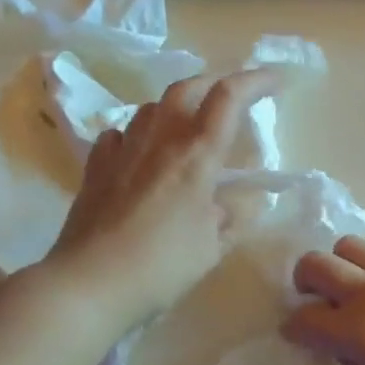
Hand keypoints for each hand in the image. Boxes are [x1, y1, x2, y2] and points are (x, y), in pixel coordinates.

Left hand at [47, 68, 277, 332]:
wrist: (88, 285)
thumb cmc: (161, 267)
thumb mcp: (211, 248)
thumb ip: (230, 220)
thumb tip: (233, 204)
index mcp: (195, 157)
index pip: (228, 99)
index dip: (255, 80)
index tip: (276, 80)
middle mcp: (158, 142)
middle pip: (185, 89)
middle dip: (214, 82)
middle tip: (232, 95)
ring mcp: (121, 153)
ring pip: (151, 108)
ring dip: (176, 106)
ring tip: (189, 124)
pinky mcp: (95, 171)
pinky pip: (118, 135)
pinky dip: (137, 134)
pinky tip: (140, 151)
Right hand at [282, 236, 364, 364]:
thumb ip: (352, 361)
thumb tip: (339, 342)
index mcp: (358, 331)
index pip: (303, 319)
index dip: (294, 330)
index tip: (297, 336)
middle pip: (316, 264)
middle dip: (305, 283)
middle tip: (316, 303)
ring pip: (349, 247)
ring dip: (339, 267)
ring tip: (351, 292)